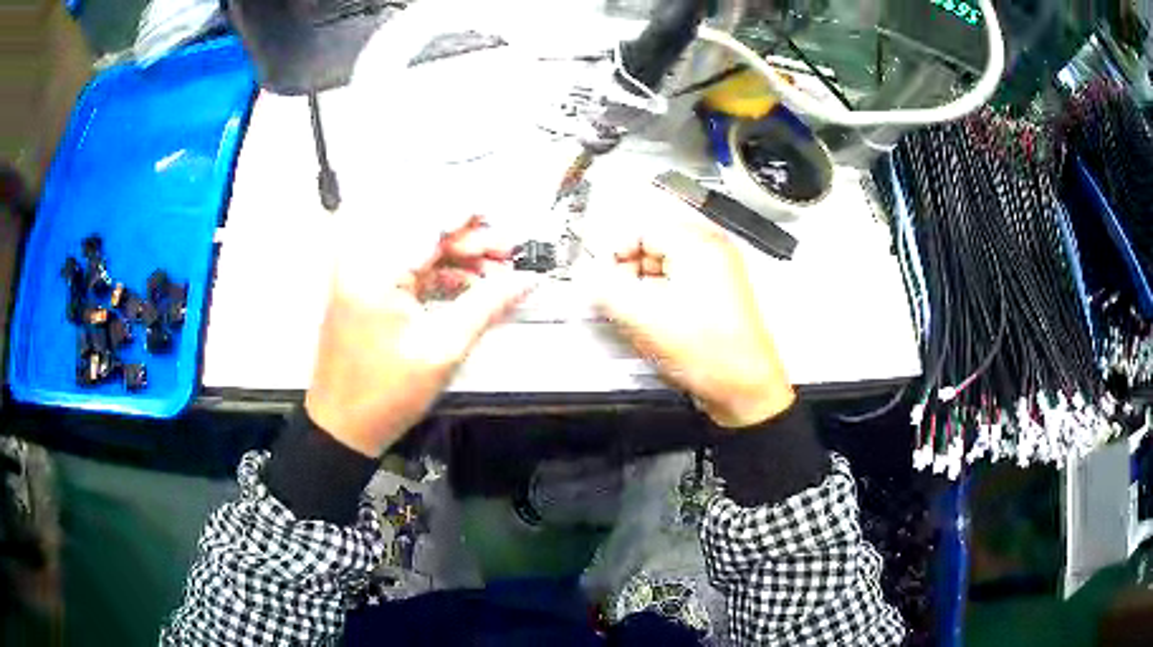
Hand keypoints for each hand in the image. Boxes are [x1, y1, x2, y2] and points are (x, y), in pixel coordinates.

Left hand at [305, 215, 533, 456]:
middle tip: (508, 255)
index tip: (506, 228)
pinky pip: (406, 265)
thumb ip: (487, 304)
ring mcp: (360, 271)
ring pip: (418, 246)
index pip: (432, 221)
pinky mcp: (363, 286)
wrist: (343, 425)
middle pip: (424, 229)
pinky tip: (467, 286)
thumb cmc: (386, 393)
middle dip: (470, 239)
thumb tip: (527, 279)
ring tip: (495, 275)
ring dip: (457, 256)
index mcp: (377, 269)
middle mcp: (363, 259)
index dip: (474, 220)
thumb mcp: (444, 348)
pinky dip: (437, 272)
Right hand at [589, 210, 794, 427]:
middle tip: (618, 298)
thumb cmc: (711, 354)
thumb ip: (606, 290)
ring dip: (645, 289)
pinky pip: (680, 286)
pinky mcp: (719, 298)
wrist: (744, 388)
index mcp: (698, 245)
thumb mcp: (642, 317)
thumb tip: (588, 277)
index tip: (602, 275)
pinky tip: (658, 325)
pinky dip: (663, 300)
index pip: (642, 229)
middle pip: (653, 246)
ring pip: (665, 268)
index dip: (615, 252)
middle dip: (630, 272)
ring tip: (640, 317)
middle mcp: (713, 252)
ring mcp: (720, 275)